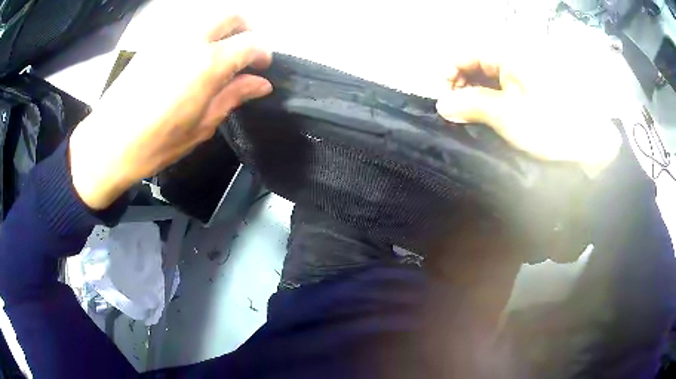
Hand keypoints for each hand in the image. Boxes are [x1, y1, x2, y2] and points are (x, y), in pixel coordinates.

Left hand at [69, 15, 271, 209]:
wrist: (107, 144)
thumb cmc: (155, 144)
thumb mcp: (200, 127)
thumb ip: (232, 97)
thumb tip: (260, 84)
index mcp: (207, 64)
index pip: (250, 43)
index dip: (263, 53)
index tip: (261, 68)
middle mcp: (191, 40)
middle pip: (231, 16)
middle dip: (246, 28)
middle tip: (245, 51)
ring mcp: (169, 37)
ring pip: (207, 17)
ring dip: (222, 29)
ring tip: (220, 54)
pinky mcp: (153, 42)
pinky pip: (185, 27)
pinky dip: (199, 34)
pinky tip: (192, 58)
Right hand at [435, 41, 621, 177]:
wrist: (590, 143)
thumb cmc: (550, 124)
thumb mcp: (507, 115)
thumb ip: (471, 105)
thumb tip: (441, 105)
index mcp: (507, 53)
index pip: (465, 52)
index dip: (449, 73)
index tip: (445, 99)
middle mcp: (513, 56)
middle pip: (475, 61)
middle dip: (461, 84)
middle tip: (458, 111)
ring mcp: (523, 72)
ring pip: (488, 75)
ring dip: (476, 94)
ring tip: (473, 117)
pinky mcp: (531, 87)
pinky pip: (503, 86)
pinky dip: (492, 99)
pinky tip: (490, 115)